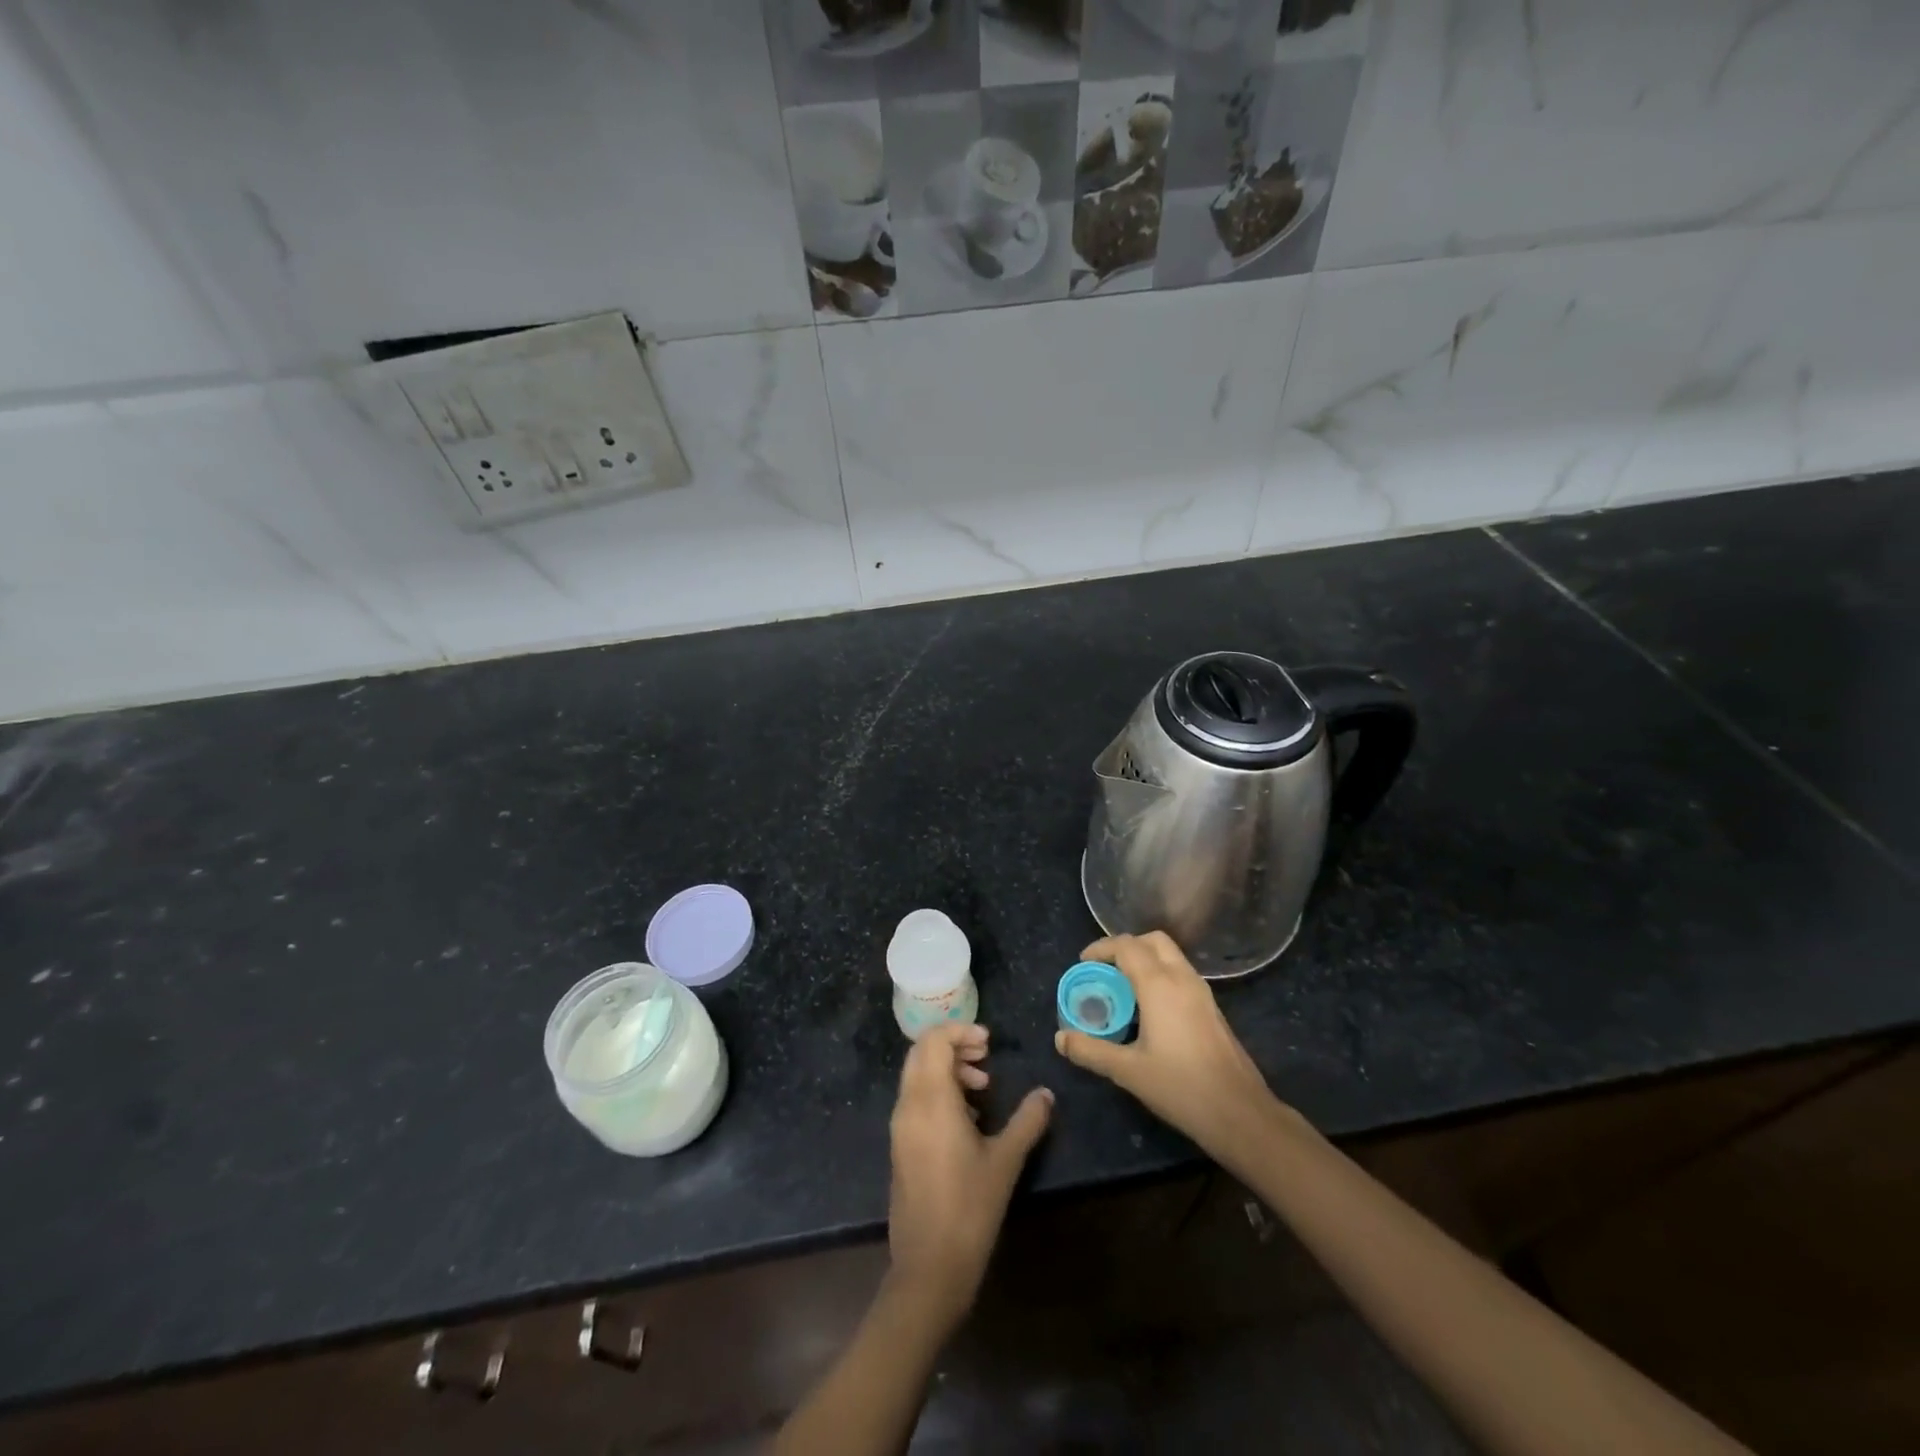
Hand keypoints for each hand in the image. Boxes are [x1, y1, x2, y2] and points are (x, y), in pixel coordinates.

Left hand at [886, 1023, 1052, 1326]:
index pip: (934, 1041)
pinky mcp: (900, 1146)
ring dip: (947, 1069)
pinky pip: (915, 1100)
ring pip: (917, 1075)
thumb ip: (1028, 1121)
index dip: (960, 1031)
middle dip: (953, 1046)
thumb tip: (1046, 1093)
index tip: (989, 1042)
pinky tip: (967, 1118)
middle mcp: (909, 1106)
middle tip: (986, 1056)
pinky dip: (938, 1091)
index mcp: (931, 1100)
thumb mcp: (1006, 1161)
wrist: (929, 1268)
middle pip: (922, 1053)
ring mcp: (900, 1127)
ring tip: (982, 1087)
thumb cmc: (970, 1208)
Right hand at [1054, 932, 1285, 1159]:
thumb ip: (1091, 1051)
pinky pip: (1181, 973)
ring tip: (1122, 987)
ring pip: (1171, 955)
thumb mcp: (1128, 1071)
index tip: (1083, 963)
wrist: (1240, 1113)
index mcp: (1159, 985)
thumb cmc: (1181, 1087)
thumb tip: (1060, 1038)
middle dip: (1126, 946)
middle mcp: (1182, 978)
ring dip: (1145, 959)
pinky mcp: (1212, 1008)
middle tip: (1104, 969)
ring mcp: (1202, 992)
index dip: (1101, 948)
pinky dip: (1160, 974)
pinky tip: (1149, 1008)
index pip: (1127, 946)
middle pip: (1153, 941)